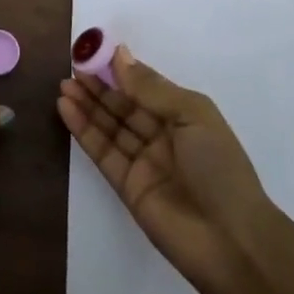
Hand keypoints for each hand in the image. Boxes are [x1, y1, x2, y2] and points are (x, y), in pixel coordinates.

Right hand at [58, 45, 271, 293]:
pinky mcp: (126, 186)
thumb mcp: (192, 115)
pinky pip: (102, 151)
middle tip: (72, 68)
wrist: (230, 241)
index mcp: (185, 117)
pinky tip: (66, 109)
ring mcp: (144, 162)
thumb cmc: (218, 166)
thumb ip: (151, 88)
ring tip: (63, 85)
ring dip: (87, 106)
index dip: (122, 72)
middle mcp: (163, 137)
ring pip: (110, 127)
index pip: (147, 88)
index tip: (94, 53)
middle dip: (99, 88)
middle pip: (125, 106)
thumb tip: (120, 55)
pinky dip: (84, 130)